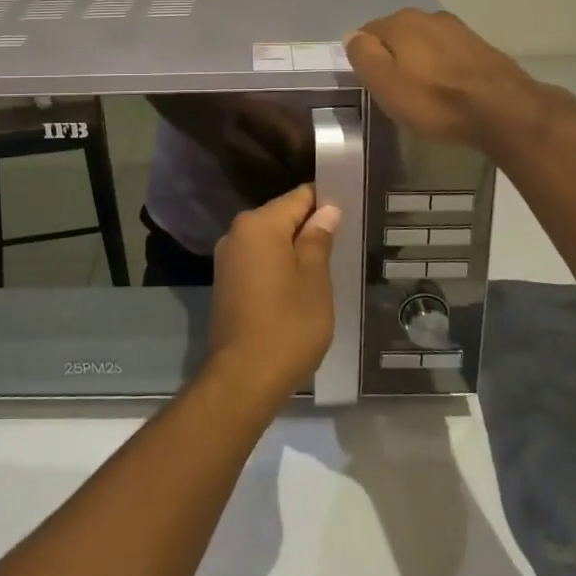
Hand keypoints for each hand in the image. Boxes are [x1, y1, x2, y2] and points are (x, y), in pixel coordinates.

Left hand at [207, 185, 339, 404]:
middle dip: (310, 227)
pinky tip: (298, 286)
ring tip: (326, 265)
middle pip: (281, 216)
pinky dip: (278, 266)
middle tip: (343, 242)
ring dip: (294, 249)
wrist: (243, 378)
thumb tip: (327, 210)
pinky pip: (257, 261)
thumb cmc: (288, 325)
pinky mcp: (225, 283)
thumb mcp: (314, 280)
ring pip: (269, 241)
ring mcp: (227, 259)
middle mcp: (237, 233)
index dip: (325, 202)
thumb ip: (318, 239)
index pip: (299, 197)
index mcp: (259, 224)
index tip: (350, 213)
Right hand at [346, 9, 559, 150]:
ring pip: (424, 43)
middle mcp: (428, 16)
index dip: (365, 59)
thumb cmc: (434, 100)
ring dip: (419, 62)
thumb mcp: (384, 83)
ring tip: (423, 92)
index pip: (366, 32)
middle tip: (395, 90)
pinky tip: (448, 89)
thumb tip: (352, 36)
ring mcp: (458, 29)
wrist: (503, 109)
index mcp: (400, 21)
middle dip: (393, 57)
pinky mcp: (480, 46)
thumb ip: (363, 55)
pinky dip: (442, 67)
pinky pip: (448, 54)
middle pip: (397, 36)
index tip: (372, 84)